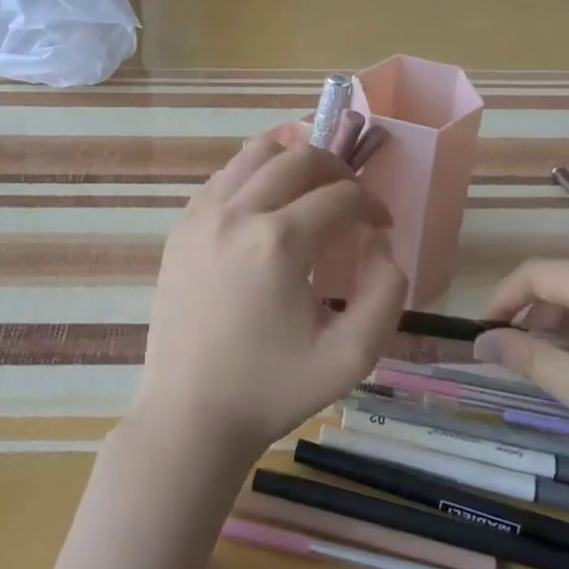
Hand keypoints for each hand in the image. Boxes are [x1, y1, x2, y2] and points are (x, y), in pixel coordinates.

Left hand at [134, 134, 408, 459]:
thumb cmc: (273, 390)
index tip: (382, 226)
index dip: (372, 204)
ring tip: (313, 188)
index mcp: (279, 243)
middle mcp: (237, 214)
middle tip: (353, 201)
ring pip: (256, 152)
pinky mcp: (181, 227)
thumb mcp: (352, 357)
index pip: (341, 196)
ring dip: (294, 160)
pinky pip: (225, 176)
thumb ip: (386, 293)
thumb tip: (379, 242)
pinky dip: (255, 174)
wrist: (190, 416)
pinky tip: (269, 204)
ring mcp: (202, 216)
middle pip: (300, 158)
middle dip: (338, 170)